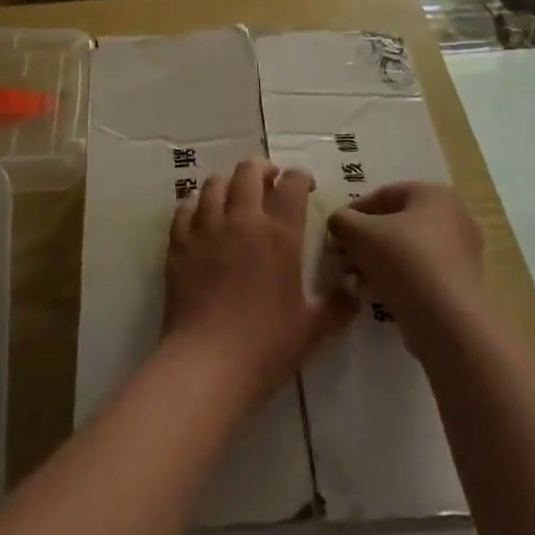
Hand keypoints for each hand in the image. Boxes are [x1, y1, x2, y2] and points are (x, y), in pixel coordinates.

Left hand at [162, 160, 353, 408]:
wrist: (206, 364)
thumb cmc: (266, 346)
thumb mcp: (314, 328)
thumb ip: (339, 303)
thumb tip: (356, 284)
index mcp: (280, 234)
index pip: (292, 184)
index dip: (300, 177)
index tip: (304, 185)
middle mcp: (242, 220)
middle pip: (249, 171)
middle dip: (263, 169)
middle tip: (270, 182)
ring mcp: (206, 228)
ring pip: (214, 183)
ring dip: (228, 182)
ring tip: (235, 196)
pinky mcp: (179, 243)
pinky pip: (185, 207)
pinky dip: (195, 204)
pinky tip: (202, 216)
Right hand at [328, 182, 483, 350]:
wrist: (447, 320)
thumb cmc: (403, 260)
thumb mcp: (359, 233)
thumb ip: (342, 221)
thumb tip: (338, 223)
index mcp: (434, 195)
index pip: (384, 195)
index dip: (353, 212)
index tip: (334, 232)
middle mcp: (453, 218)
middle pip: (395, 223)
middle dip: (363, 240)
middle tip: (340, 257)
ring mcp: (460, 253)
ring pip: (405, 250)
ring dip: (375, 261)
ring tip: (352, 278)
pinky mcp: (459, 285)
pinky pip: (419, 273)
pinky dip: (395, 279)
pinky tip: (372, 293)